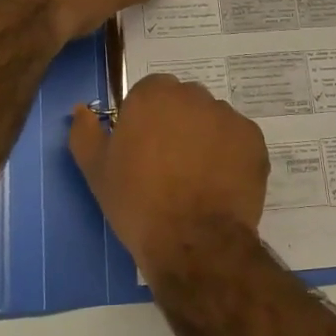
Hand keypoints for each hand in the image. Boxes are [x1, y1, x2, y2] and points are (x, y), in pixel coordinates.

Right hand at [69, 74, 269, 277]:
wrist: (193, 242)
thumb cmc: (138, 203)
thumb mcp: (97, 171)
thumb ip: (85, 133)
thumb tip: (81, 110)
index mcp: (153, 94)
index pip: (149, 93)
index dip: (145, 120)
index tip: (142, 149)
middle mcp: (193, 95)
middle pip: (183, 102)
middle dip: (177, 124)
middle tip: (169, 165)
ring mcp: (228, 116)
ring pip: (212, 120)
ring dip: (205, 138)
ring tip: (197, 179)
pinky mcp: (254, 140)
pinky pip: (237, 140)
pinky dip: (230, 155)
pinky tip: (220, 184)